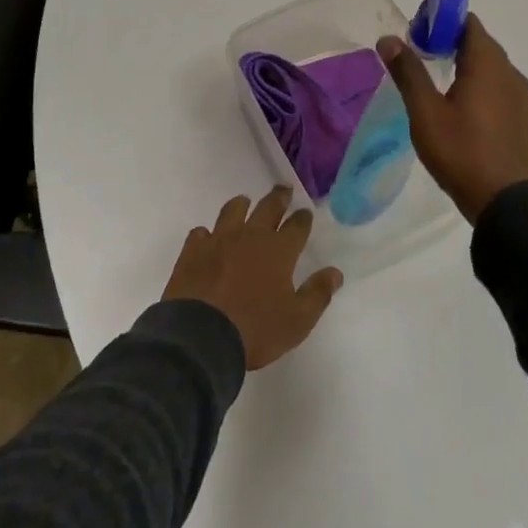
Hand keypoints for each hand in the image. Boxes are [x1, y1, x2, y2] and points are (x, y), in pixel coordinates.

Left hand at [163, 187, 343, 370]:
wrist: (200, 338)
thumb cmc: (255, 330)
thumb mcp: (297, 321)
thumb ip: (317, 294)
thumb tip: (335, 272)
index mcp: (278, 251)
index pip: (297, 226)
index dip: (303, 218)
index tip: (306, 212)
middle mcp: (250, 236)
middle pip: (267, 208)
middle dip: (278, 197)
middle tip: (283, 189)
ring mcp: (218, 240)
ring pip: (232, 211)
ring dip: (242, 205)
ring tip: (245, 202)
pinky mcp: (192, 251)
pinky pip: (201, 232)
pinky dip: (207, 233)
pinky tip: (208, 238)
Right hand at [378, 14, 527, 223]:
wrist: (509, 203)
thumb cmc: (463, 152)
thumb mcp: (426, 113)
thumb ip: (408, 72)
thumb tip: (388, 39)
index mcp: (488, 63)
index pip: (467, 22)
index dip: (441, 22)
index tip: (416, 34)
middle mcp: (510, 72)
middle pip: (479, 43)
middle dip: (449, 43)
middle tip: (418, 58)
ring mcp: (521, 96)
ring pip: (490, 67)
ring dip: (465, 65)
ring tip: (435, 84)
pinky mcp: (523, 117)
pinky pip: (498, 88)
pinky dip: (479, 86)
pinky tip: (460, 109)